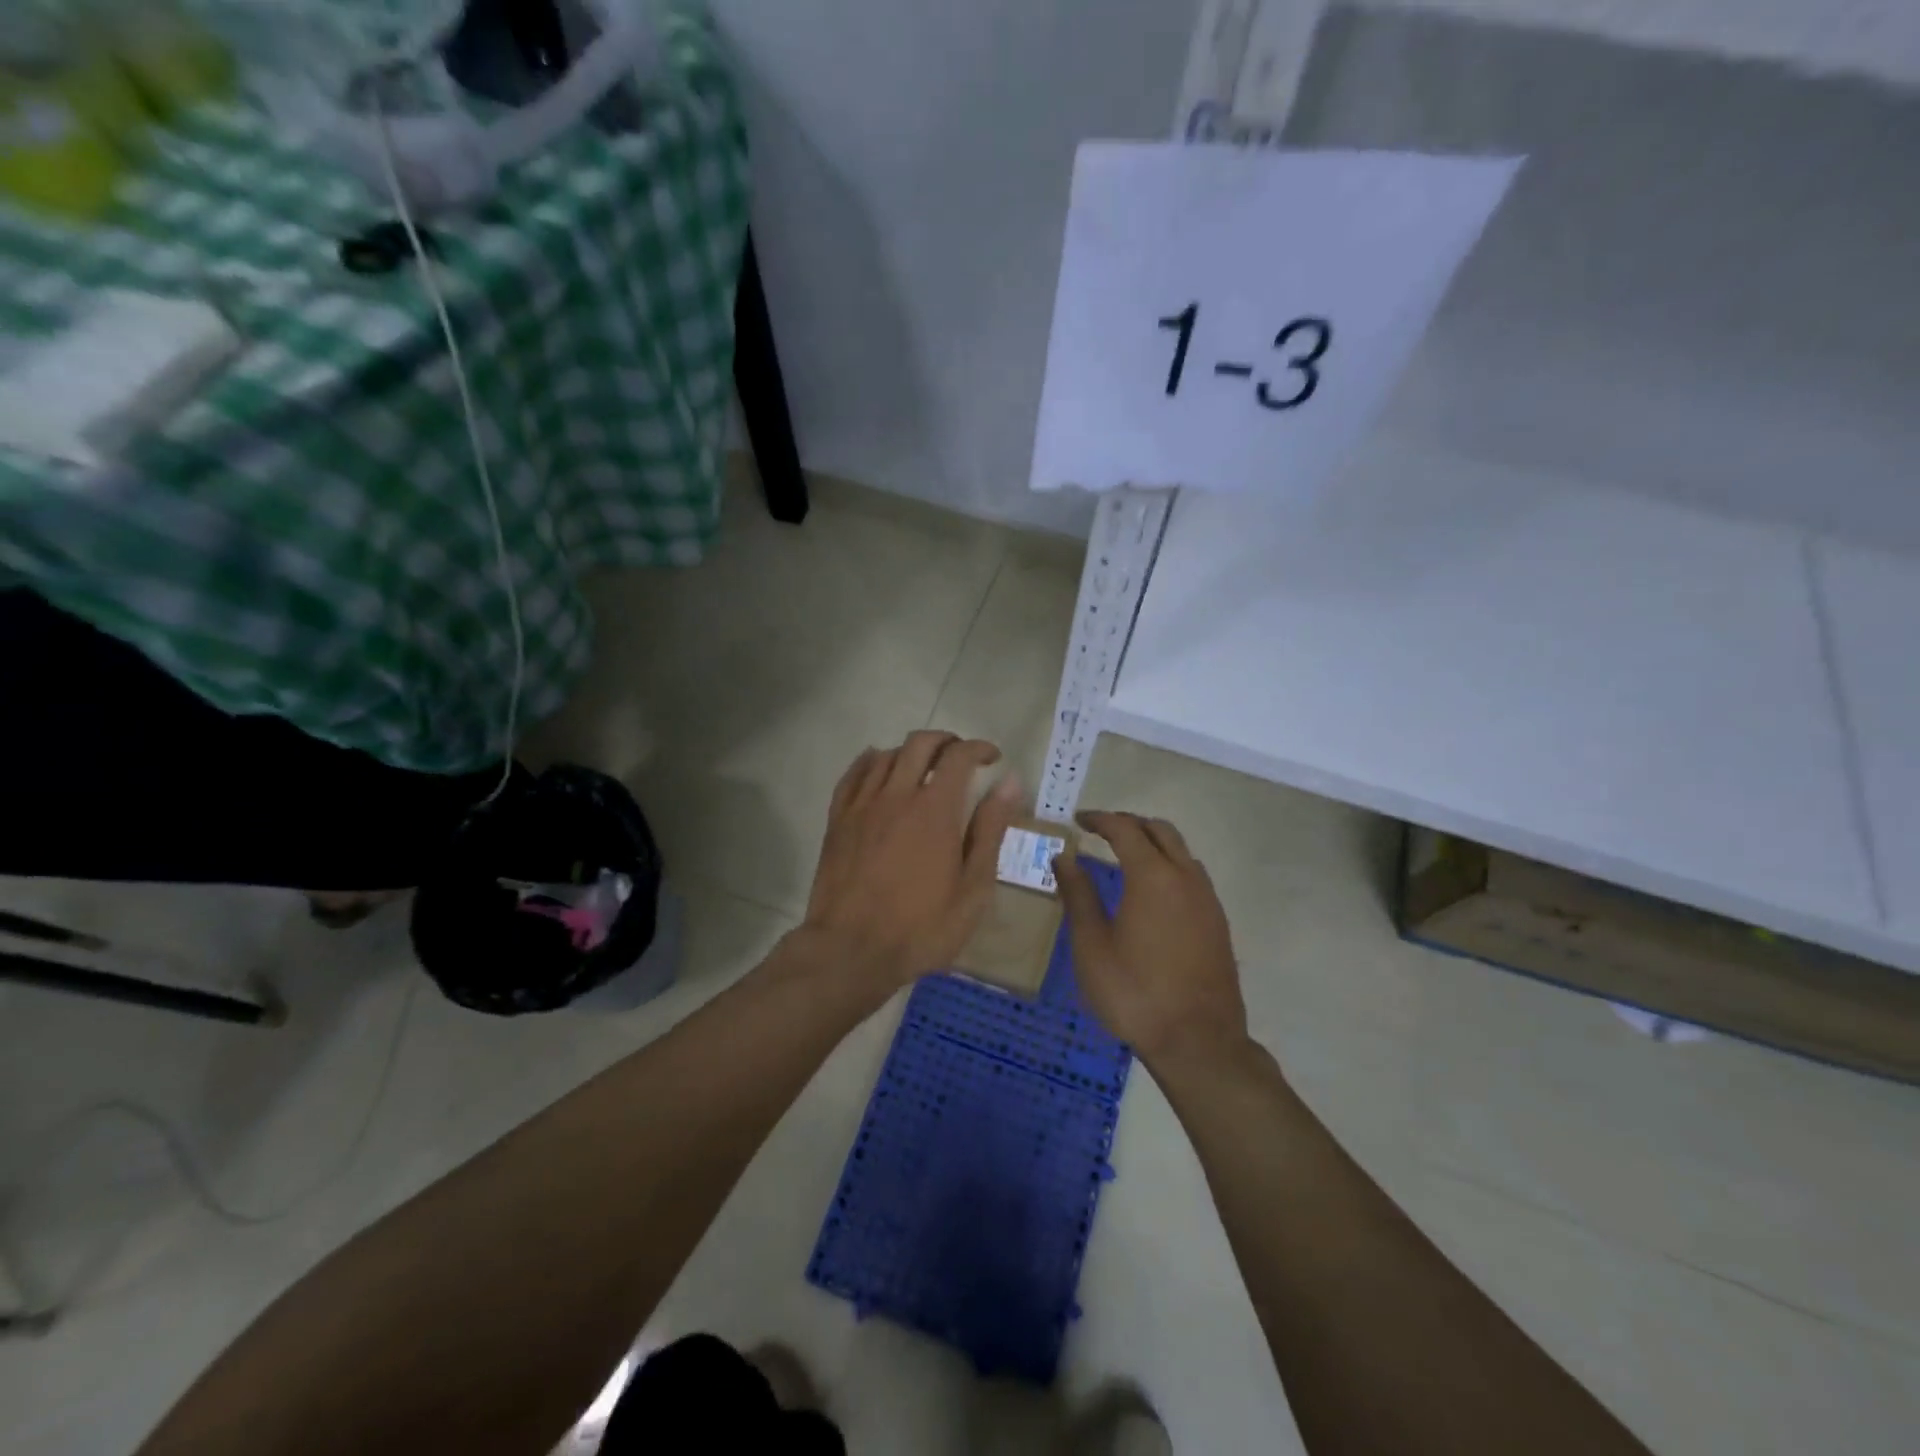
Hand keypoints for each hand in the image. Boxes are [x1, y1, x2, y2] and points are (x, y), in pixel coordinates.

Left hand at [800, 731, 1020, 990]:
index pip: (959, 756)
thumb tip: (1010, 782)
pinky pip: (853, 775)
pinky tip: (878, 766)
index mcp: (935, 810)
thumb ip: (990, 829)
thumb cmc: (921, 927)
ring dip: (911, 752)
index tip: (993, 758)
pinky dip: (870, 761)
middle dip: (946, 741)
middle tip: (961, 758)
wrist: (850, 951)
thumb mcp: (973, 888)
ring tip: (924, 768)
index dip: (979, 748)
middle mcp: (897, 795)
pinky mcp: (837, 820)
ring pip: (886, 754)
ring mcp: (862, 805)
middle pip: (920, 744)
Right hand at [1055, 811, 1247, 1068]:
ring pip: (1181, 851)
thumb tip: (1063, 858)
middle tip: (1100, 832)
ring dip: (1153, 843)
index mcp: (1152, 876)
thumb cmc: (1134, 993)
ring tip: (1125, 856)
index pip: (1125, 829)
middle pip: (1160, 830)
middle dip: (1129, 823)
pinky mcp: (1218, 921)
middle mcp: (1185, 877)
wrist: (1198, 1042)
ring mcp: (1207, 899)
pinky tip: (1152, 891)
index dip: (1099, 819)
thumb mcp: (1092, 946)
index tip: (1078, 820)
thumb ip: (1078, 895)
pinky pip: (1192, 875)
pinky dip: (1169, 865)